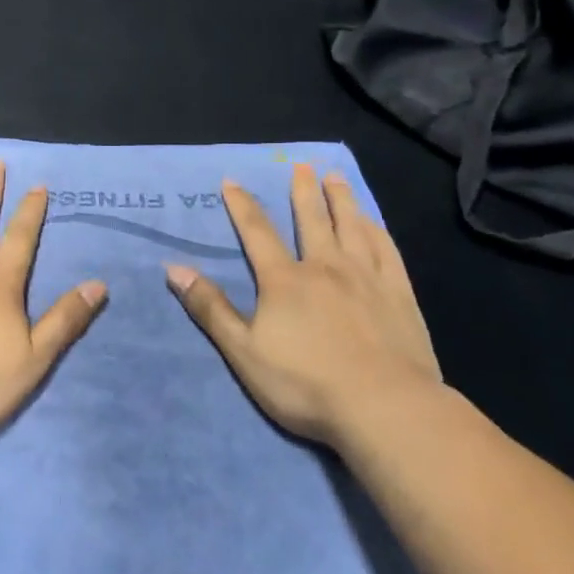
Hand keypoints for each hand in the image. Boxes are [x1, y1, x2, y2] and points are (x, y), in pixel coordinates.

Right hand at [166, 165, 443, 447]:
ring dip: (341, 200)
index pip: (257, 232)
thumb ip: (210, 308)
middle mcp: (325, 267)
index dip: (242, 205)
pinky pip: (387, 251)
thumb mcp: (243, 351)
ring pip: (351, 227)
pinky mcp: (399, 296)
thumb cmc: (305, 384)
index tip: (232, 181)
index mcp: (284, 280)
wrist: (385, 408)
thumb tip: (174, 269)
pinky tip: (373, 223)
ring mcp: (367, 279)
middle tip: (302, 165)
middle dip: (303, 191)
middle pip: (311, 220)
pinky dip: (376, 231)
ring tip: (335, 177)